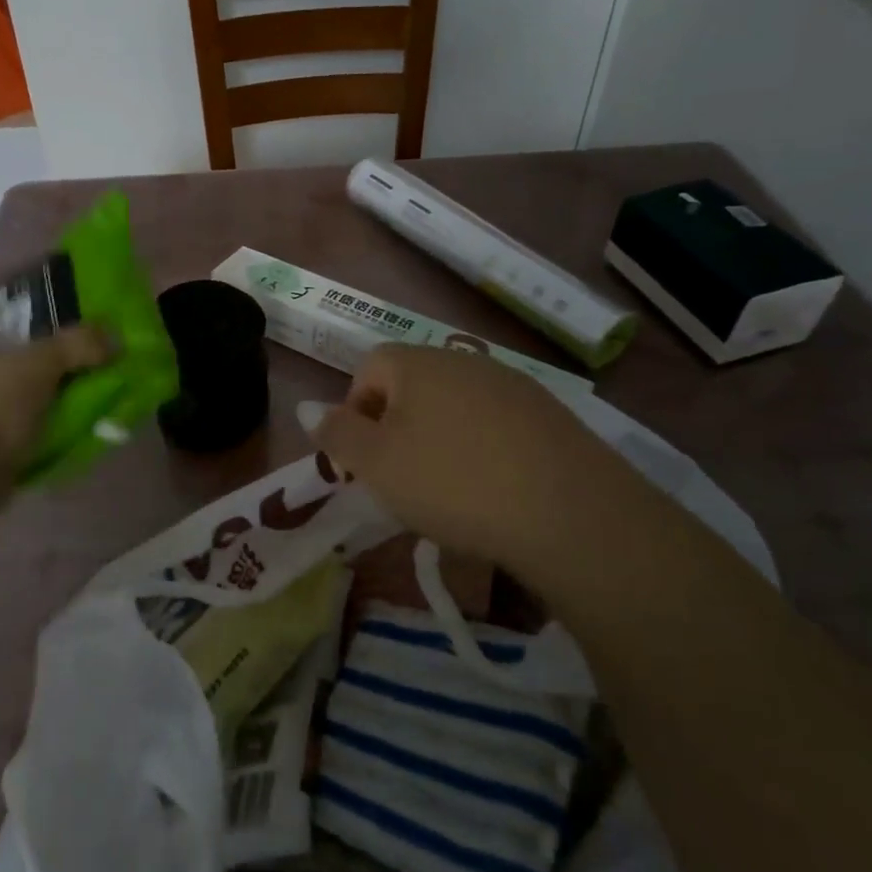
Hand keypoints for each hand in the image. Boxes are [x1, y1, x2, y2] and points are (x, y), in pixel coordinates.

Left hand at [0, 327, 109, 479]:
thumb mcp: (39, 363)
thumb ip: (77, 345)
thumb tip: (113, 338)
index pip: (3, 338)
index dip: (37, 340)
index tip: (70, 350)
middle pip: (10, 377)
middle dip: (44, 383)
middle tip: (82, 386)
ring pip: (10, 415)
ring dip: (39, 419)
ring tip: (78, 422)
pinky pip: (11, 448)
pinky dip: (33, 449)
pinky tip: (57, 451)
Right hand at [314, 345, 664, 601]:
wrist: (567, 511)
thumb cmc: (452, 483)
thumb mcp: (376, 465)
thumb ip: (336, 434)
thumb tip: (304, 407)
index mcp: (416, 363)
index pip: (369, 368)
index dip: (356, 410)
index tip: (361, 458)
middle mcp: (463, 361)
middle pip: (413, 385)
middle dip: (396, 426)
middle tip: (398, 477)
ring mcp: (511, 383)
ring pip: (455, 405)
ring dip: (439, 437)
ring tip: (446, 488)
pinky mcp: (549, 413)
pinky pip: (496, 423)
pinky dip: (483, 448)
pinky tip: (493, 488)